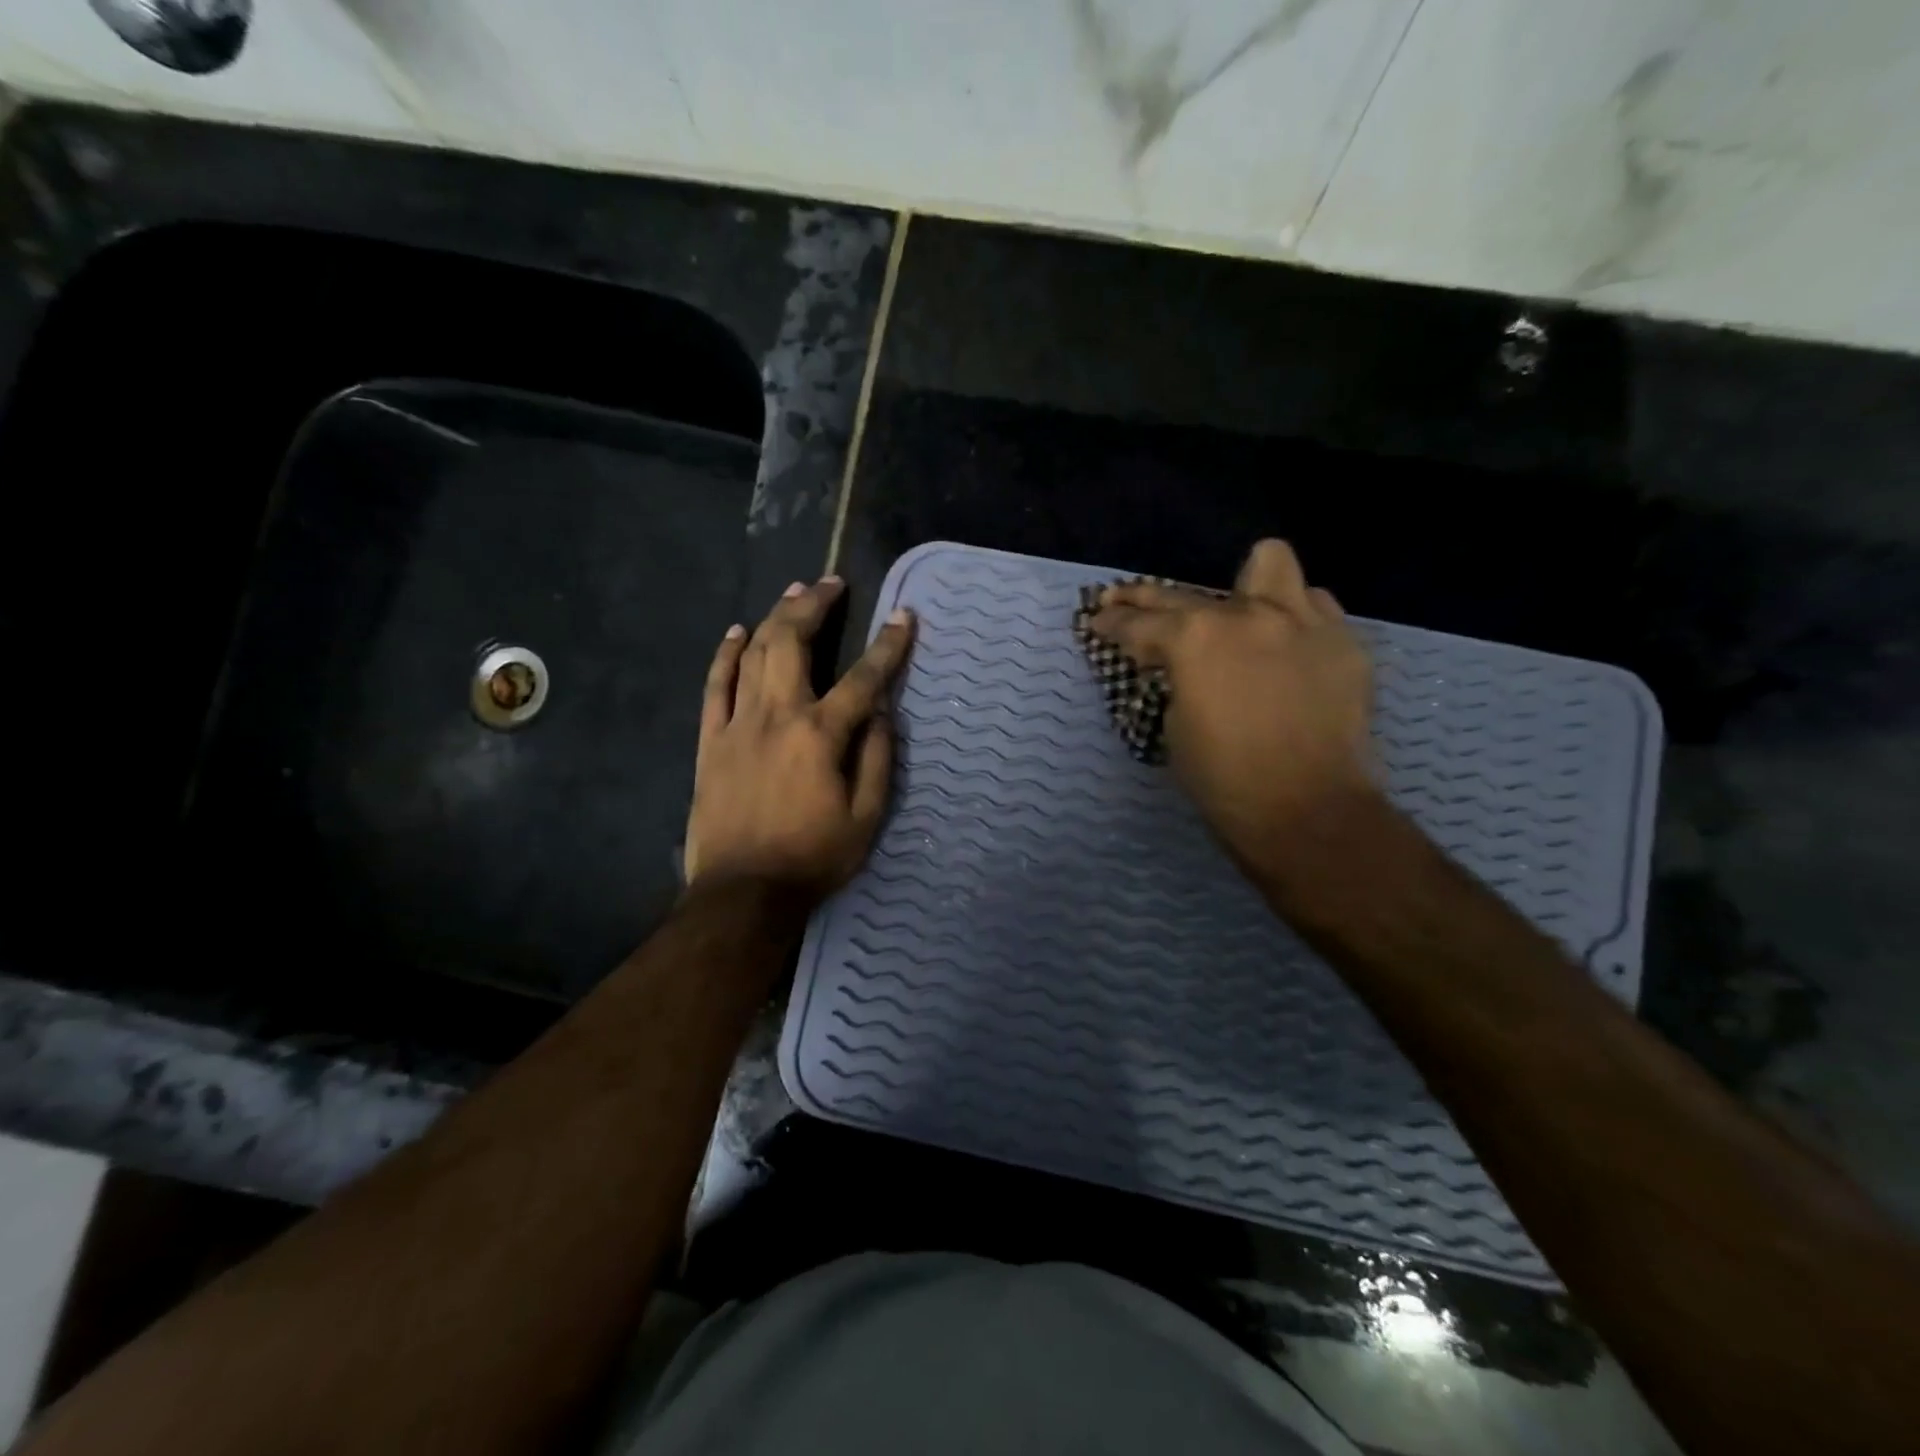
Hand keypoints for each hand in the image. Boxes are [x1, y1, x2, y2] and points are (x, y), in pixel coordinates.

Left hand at [685, 576, 914, 900]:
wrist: (744, 892)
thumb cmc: (813, 858)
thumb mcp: (866, 817)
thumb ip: (878, 758)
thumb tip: (883, 712)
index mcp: (821, 735)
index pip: (863, 678)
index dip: (888, 646)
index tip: (904, 616)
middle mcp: (778, 716)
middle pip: (794, 643)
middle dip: (815, 605)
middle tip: (831, 582)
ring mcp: (738, 724)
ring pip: (754, 654)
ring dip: (775, 617)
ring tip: (793, 591)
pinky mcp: (711, 740)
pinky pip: (715, 686)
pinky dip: (726, 654)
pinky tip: (737, 631)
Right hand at [1090, 539, 1375, 871]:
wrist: (1309, 812)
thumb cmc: (1225, 780)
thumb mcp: (1176, 727)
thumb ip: (1177, 680)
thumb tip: (1183, 668)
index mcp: (1195, 638)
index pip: (1140, 622)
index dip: (1112, 623)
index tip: (1098, 621)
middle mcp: (1248, 614)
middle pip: (1186, 591)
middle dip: (1147, 599)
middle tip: (1127, 604)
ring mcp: (1303, 621)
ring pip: (1269, 564)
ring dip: (1244, 589)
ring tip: (1236, 617)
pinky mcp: (1345, 642)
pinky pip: (1315, 607)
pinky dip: (1293, 621)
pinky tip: (1285, 648)